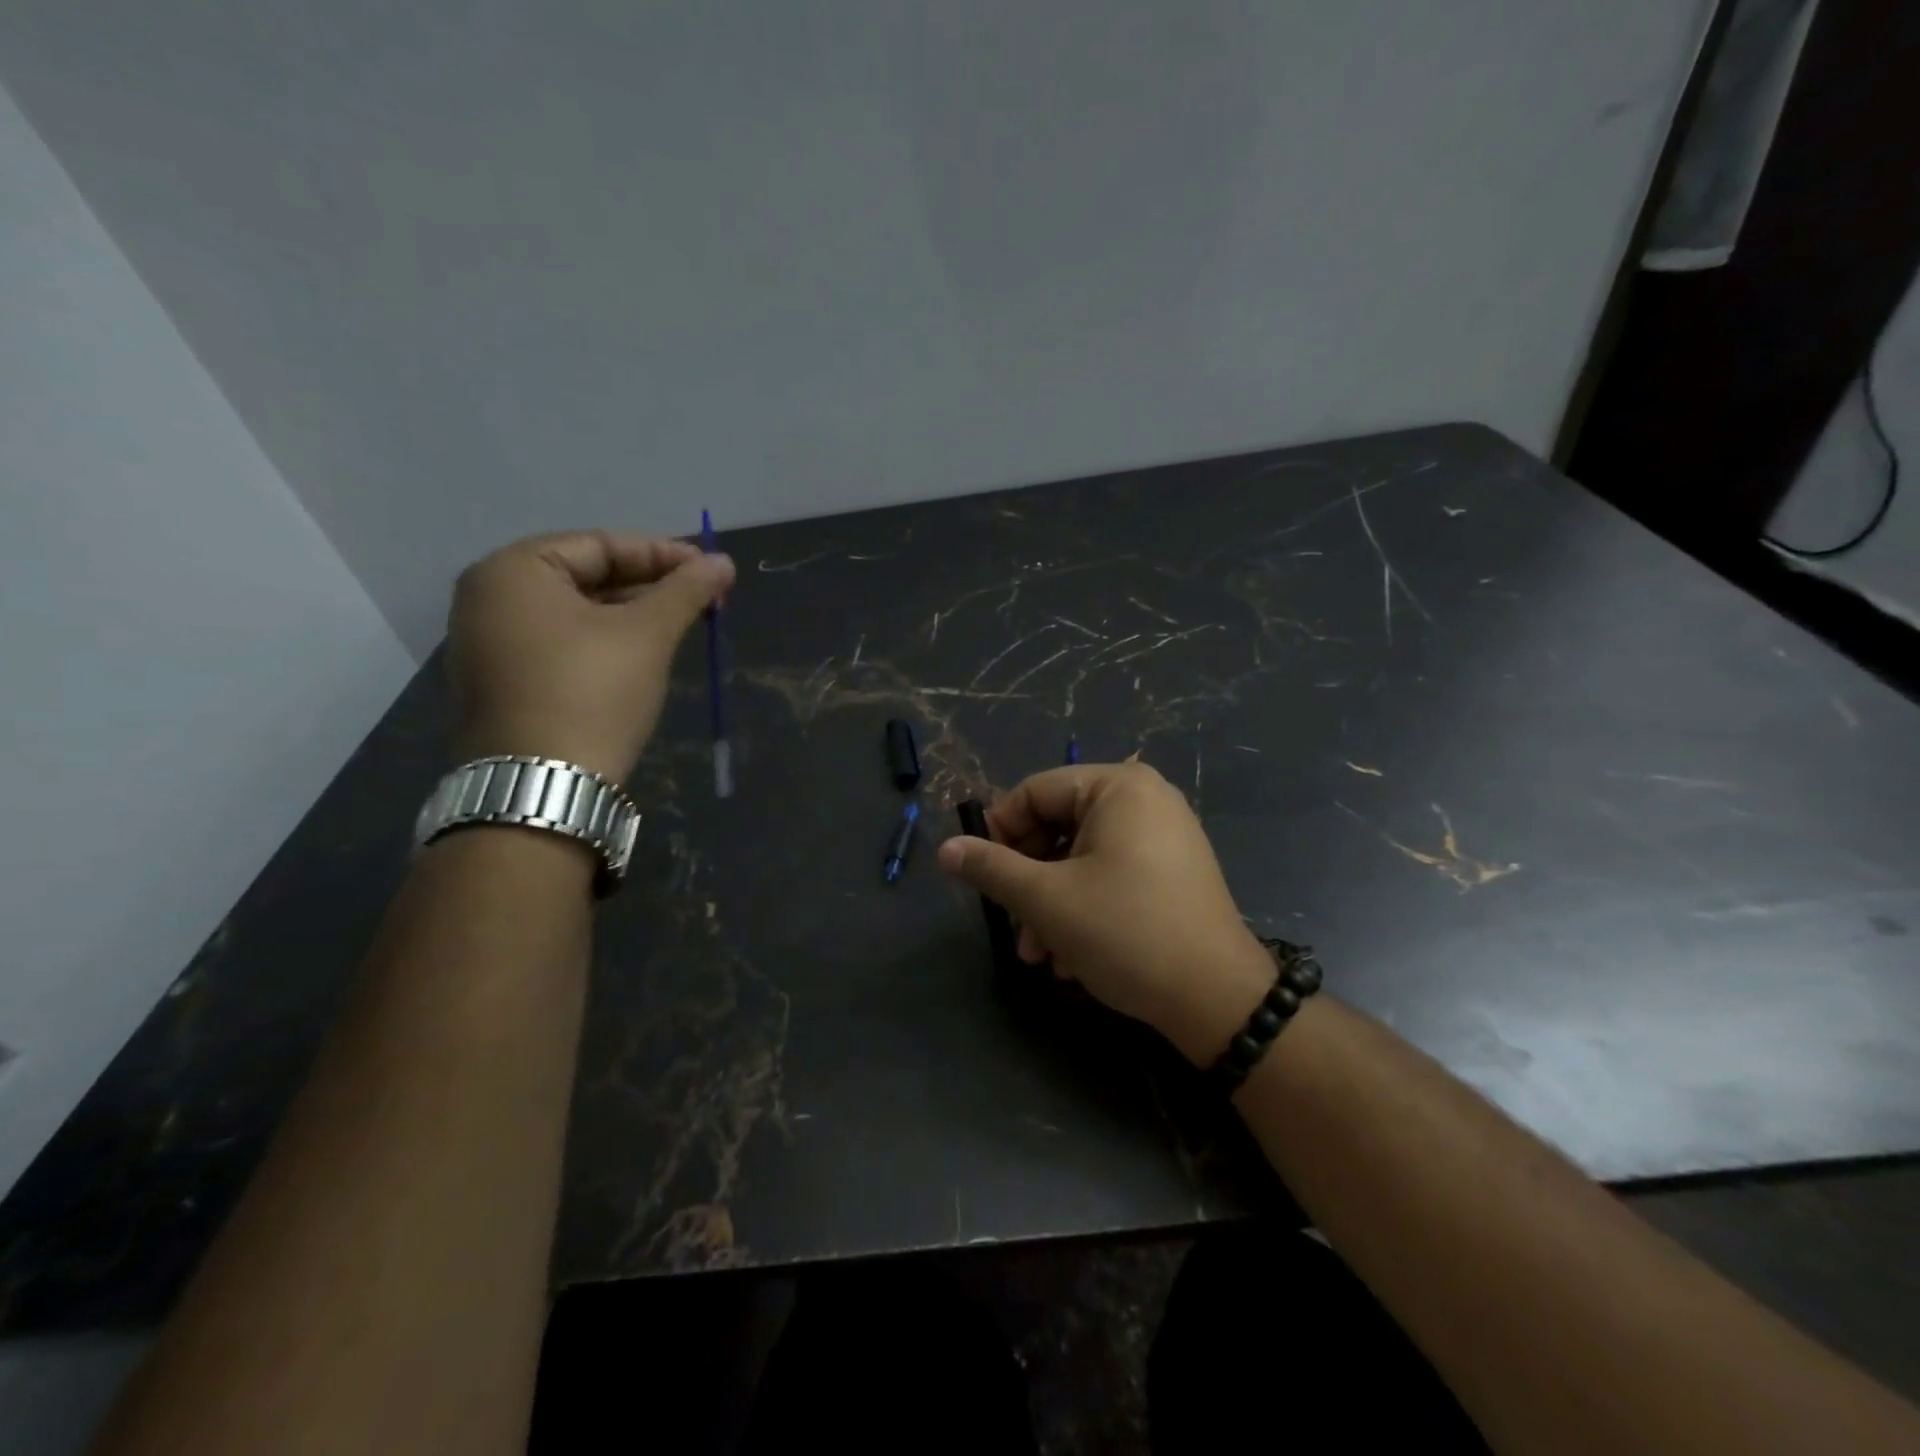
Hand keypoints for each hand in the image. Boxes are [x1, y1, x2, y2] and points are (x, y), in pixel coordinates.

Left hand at [447, 530, 734, 784]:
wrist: (543, 787)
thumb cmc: (593, 692)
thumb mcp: (647, 634)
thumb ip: (686, 590)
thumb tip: (724, 561)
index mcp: (513, 571)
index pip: (601, 545)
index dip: (664, 555)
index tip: (711, 571)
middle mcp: (488, 598)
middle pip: (586, 576)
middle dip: (650, 587)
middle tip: (703, 600)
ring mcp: (488, 644)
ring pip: (575, 613)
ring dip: (632, 615)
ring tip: (681, 627)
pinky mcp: (501, 684)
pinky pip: (560, 645)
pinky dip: (604, 643)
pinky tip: (642, 657)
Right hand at [937, 760, 1276, 1064]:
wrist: (1217, 999)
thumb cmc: (1125, 932)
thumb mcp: (1046, 899)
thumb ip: (991, 868)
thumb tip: (944, 850)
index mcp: (1117, 787)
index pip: (1034, 792)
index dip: (998, 832)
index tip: (980, 876)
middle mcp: (1144, 800)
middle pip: (1057, 827)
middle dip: (1028, 882)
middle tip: (1013, 927)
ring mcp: (1164, 836)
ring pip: (1081, 859)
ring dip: (1050, 906)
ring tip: (1039, 956)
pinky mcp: (1173, 872)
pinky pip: (1111, 875)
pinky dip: (1084, 909)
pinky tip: (1072, 960)